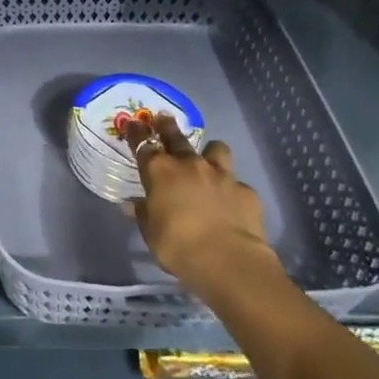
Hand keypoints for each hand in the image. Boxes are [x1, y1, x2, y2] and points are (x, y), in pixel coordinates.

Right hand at [122, 113, 281, 292]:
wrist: (228, 261)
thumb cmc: (177, 246)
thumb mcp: (151, 232)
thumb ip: (143, 213)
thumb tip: (132, 204)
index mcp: (160, 172)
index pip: (143, 144)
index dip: (136, 133)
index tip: (133, 123)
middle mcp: (190, 165)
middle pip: (176, 137)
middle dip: (167, 126)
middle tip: (163, 118)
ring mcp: (221, 175)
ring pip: (216, 149)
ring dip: (209, 153)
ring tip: (207, 159)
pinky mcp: (245, 191)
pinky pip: (236, 183)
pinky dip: (230, 189)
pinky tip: (229, 202)